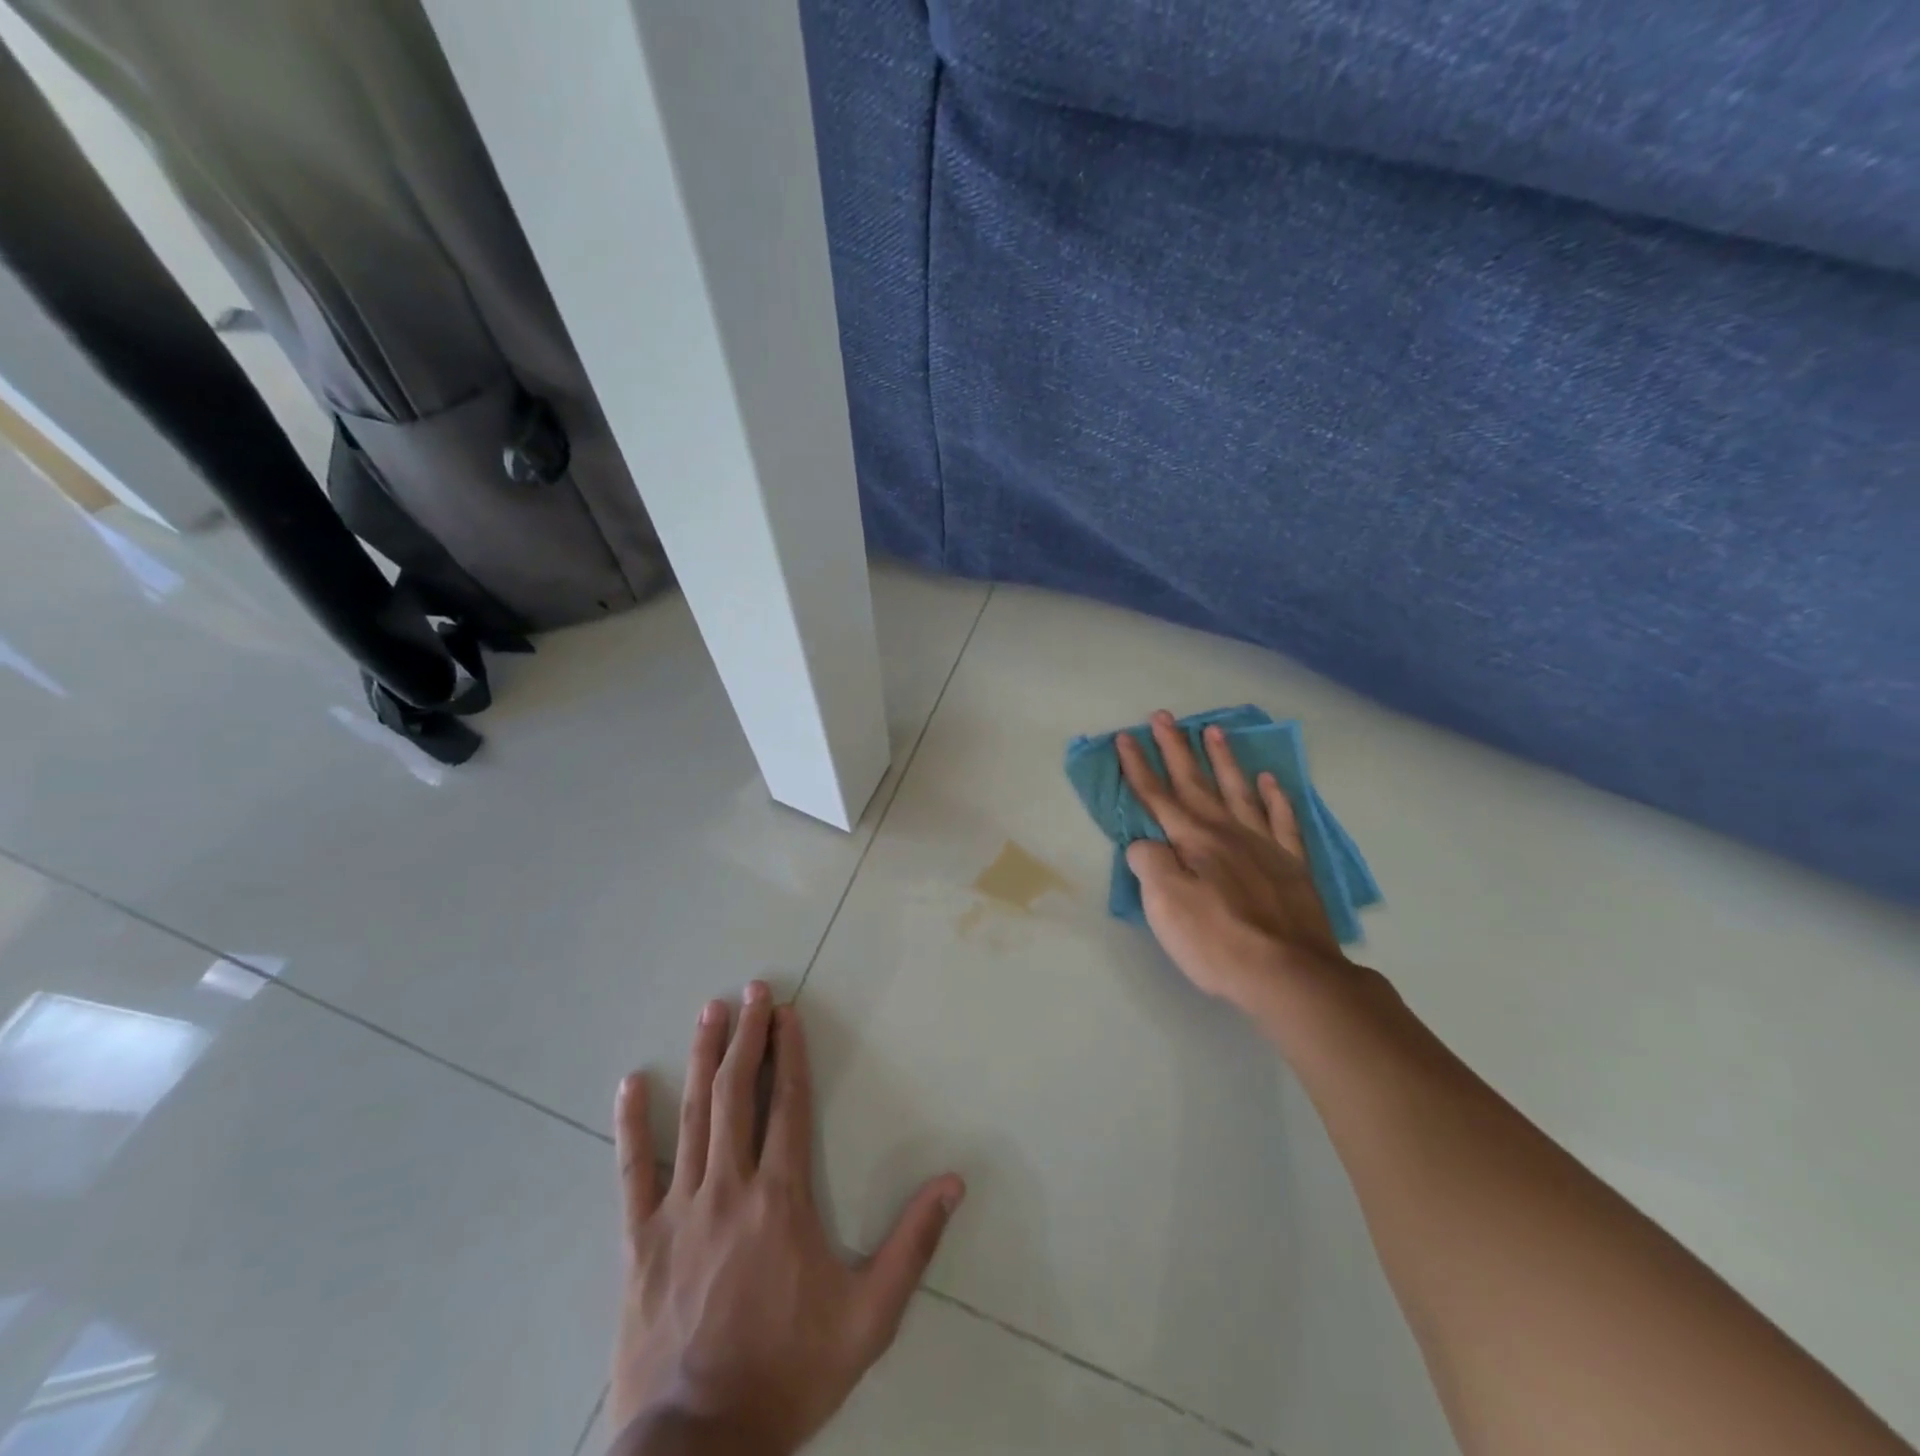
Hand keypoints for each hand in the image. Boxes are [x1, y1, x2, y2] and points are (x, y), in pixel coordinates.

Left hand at [610, 983, 964, 1454]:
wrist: (697, 1448)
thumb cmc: (788, 1373)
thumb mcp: (868, 1318)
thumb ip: (912, 1246)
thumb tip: (953, 1182)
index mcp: (782, 1197)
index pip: (789, 1104)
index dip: (790, 1053)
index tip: (787, 1012)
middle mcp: (730, 1187)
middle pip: (739, 1094)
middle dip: (747, 1036)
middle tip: (750, 990)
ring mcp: (680, 1209)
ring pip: (693, 1116)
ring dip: (703, 1058)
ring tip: (709, 1012)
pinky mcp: (640, 1240)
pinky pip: (632, 1171)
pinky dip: (632, 1124)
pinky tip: (630, 1083)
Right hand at [1117, 710, 1348, 1011]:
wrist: (1290, 975)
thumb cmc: (1218, 942)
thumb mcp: (1166, 905)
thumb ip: (1150, 864)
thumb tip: (1145, 844)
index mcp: (1193, 841)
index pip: (1158, 796)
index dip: (1138, 767)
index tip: (1125, 737)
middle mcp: (1227, 832)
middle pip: (1195, 783)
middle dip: (1175, 749)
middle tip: (1163, 716)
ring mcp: (1264, 845)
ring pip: (1239, 790)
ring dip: (1223, 760)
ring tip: (1213, 729)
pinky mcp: (1293, 865)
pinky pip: (1283, 821)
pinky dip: (1276, 797)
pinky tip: (1270, 780)